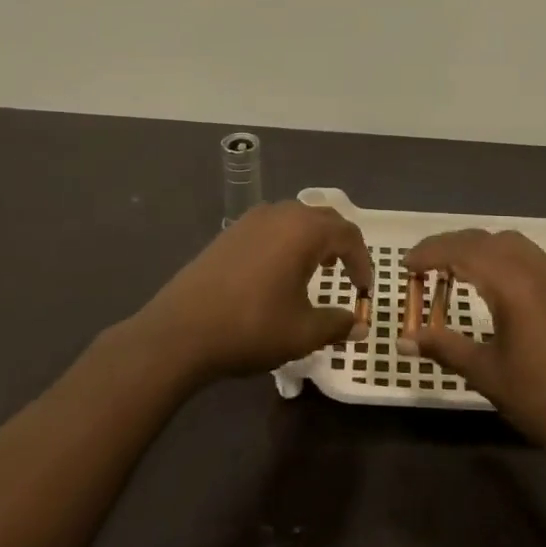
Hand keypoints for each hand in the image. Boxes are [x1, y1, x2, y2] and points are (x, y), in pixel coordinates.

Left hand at [135, 202, 372, 382]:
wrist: (181, 332)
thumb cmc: (251, 328)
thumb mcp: (303, 333)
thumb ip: (337, 324)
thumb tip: (358, 324)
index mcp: (304, 230)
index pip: (348, 235)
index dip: (362, 262)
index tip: (364, 290)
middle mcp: (280, 214)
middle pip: (323, 219)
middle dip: (341, 244)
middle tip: (347, 273)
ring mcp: (251, 220)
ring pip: (295, 219)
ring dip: (313, 239)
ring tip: (316, 269)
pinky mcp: (230, 232)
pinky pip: (272, 226)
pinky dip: (287, 241)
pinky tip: (279, 271)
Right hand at [406, 229, 545, 463]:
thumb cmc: (544, 399)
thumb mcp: (487, 374)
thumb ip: (445, 348)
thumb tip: (404, 339)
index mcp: (513, 284)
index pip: (462, 251)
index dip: (430, 253)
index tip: (405, 265)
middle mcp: (537, 268)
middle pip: (485, 239)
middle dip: (451, 246)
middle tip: (424, 266)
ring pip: (511, 243)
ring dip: (479, 248)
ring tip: (456, 272)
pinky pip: (531, 257)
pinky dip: (504, 258)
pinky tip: (496, 286)